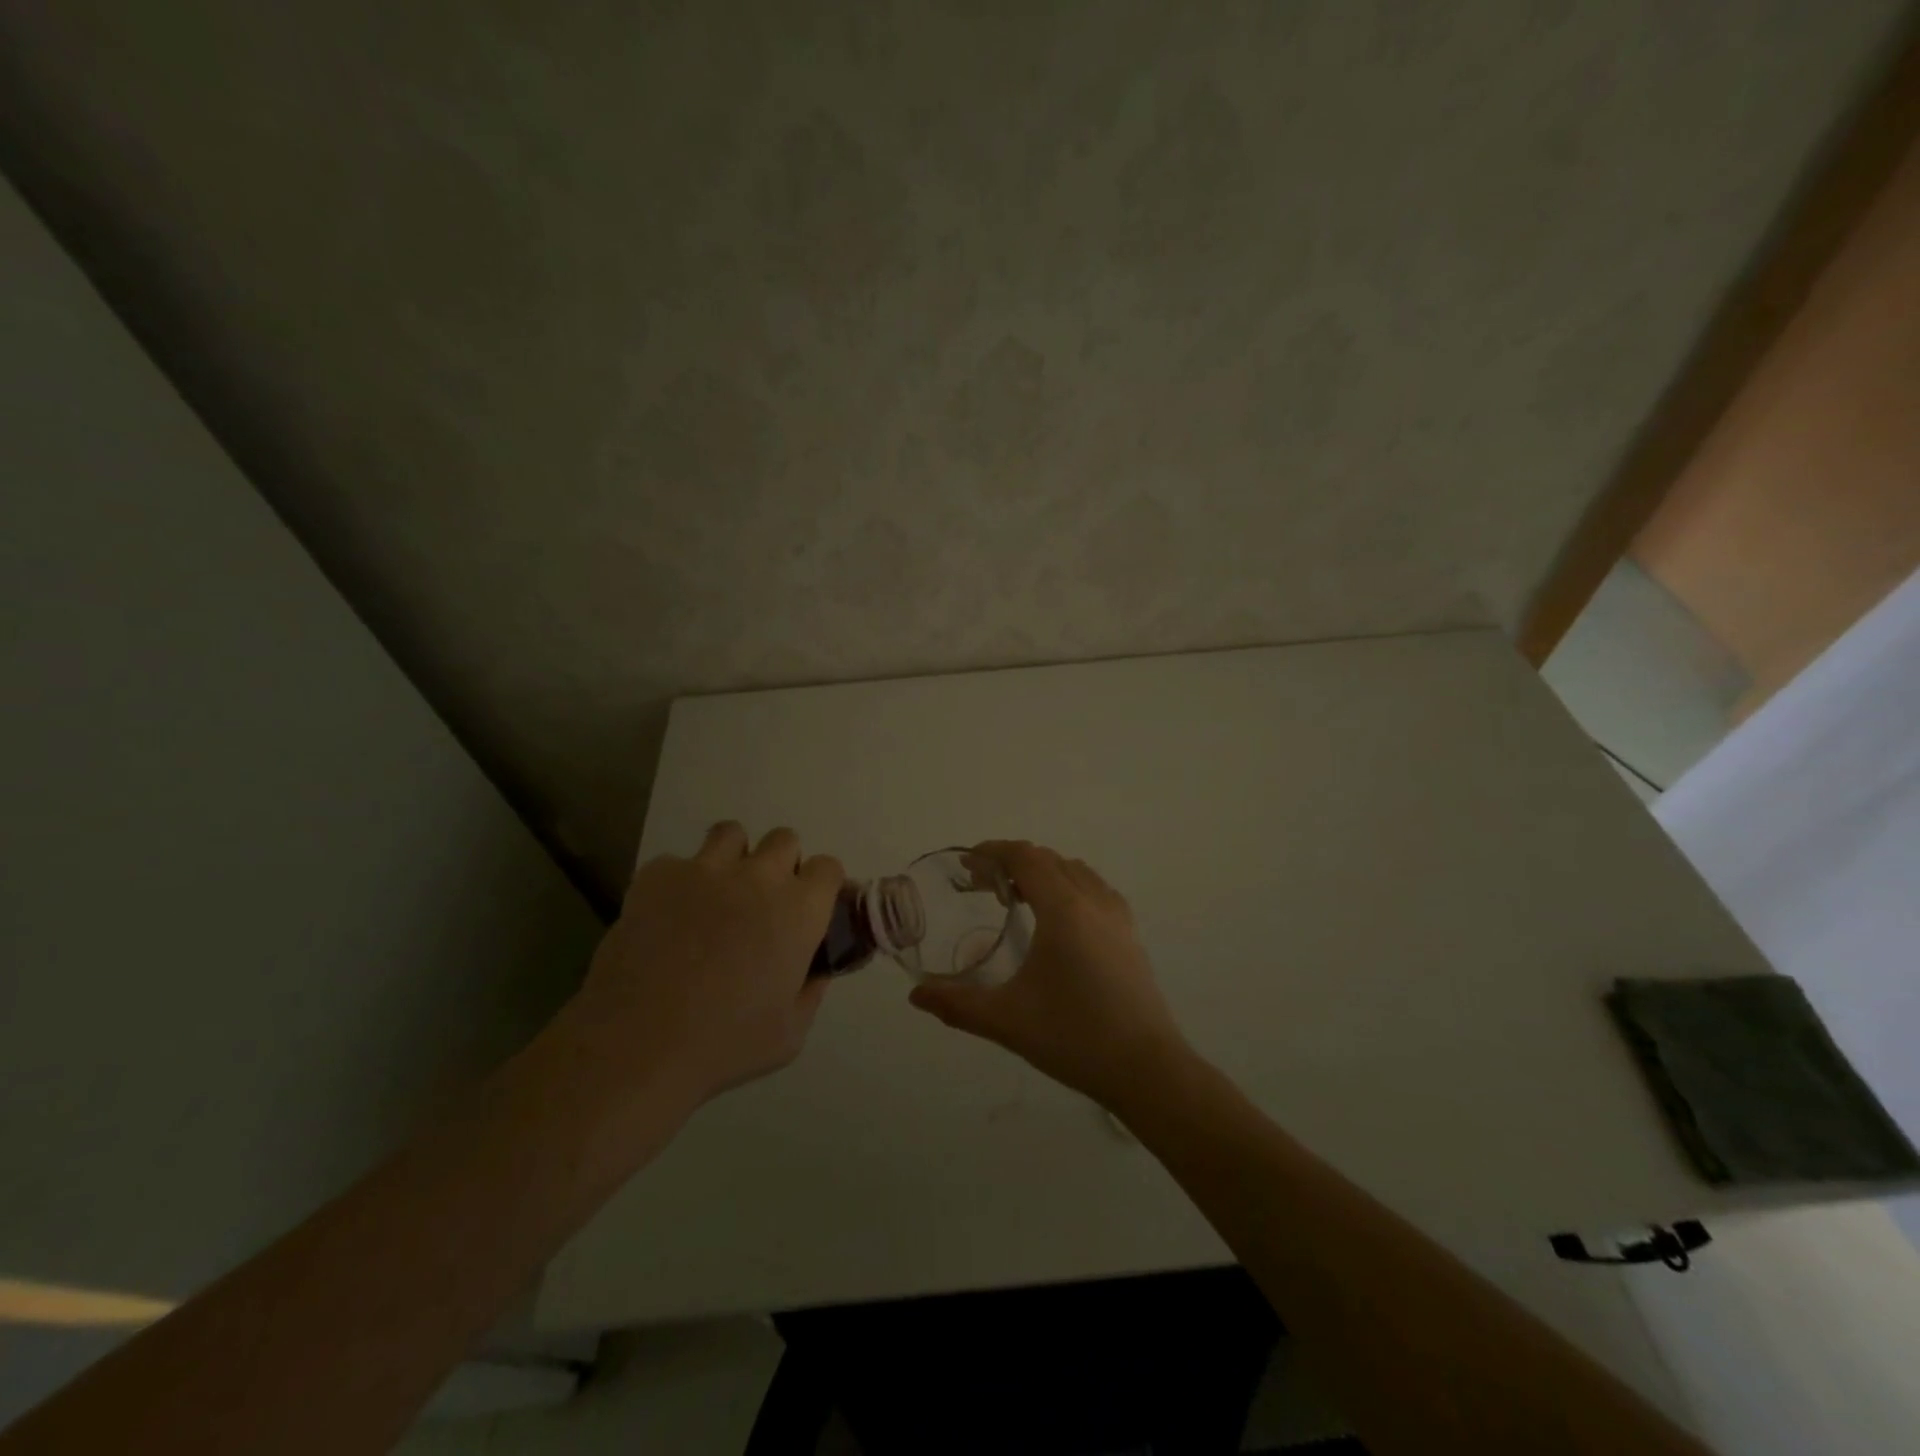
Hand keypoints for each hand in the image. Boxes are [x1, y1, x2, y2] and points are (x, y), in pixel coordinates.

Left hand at [559, 822, 842, 1111]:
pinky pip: (677, 862)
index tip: (810, 909)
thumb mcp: (790, 1033)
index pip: (827, 868)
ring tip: (717, 894)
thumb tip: (815, 971)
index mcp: (799, 910)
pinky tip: (667, 917)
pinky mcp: (658, 875)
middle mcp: (759, 876)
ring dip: (733, 858)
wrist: (638, 1044)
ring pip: (731, 834)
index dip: (822, 886)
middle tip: (762, 903)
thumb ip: (811, 991)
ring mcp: (705, 870)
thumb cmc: (725, 1044)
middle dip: (780, 864)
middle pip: (784, 840)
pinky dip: (678, 883)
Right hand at [908, 840, 1191, 1107]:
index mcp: (1063, 909)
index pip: (1026, 857)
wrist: (1146, 1069)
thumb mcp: (1006, 1021)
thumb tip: (915, 996)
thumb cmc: (1074, 1037)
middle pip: (1050, 859)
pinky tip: (1060, 920)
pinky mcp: (1131, 935)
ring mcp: (1118, 917)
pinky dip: (1070, 886)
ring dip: (1044, 872)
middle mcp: (1093, 901)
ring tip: (1018, 898)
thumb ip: (957, 1004)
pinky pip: (1096, 890)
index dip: (994, 851)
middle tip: (984, 886)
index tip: (968, 863)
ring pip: (1076, 872)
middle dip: (1014, 861)